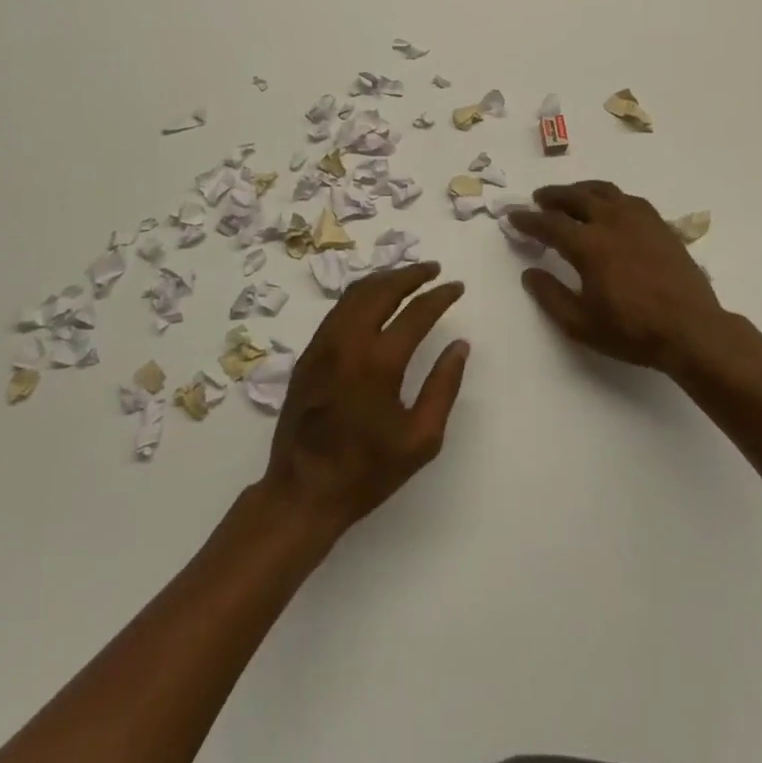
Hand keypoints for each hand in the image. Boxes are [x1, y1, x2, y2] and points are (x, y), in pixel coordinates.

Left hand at [261, 262, 469, 536]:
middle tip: (433, 269)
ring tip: (407, 278)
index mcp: (378, 362)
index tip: (457, 287)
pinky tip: (375, 301)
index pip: (416, 312)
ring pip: (355, 294)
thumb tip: (459, 345)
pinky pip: (338, 310)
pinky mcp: (308, 354)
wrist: (302, 492)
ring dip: (384, 280)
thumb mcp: (421, 439)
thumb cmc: (367, 471)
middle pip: (381, 289)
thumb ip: (444, 386)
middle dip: (410, 274)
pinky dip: (362, 295)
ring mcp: (323, 344)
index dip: (440, 296)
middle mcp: (348, 342)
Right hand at [511, 182, 735, 376]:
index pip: (549, 223)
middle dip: (553, 196)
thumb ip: (550, 296)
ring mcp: (639, 219)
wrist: (692, 330)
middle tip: (539, 199)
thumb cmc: (632, 331)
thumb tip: (530, 273)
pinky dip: (609, 197)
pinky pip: (628, 199)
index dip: (528, 219)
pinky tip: (609, 207)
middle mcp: (612, 221)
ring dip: (581, 190)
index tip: (513, 216)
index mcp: (589, 244)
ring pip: (604, 191)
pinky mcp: (659, 224)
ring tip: (570, 196)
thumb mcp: (581, 324)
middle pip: (576, 197)